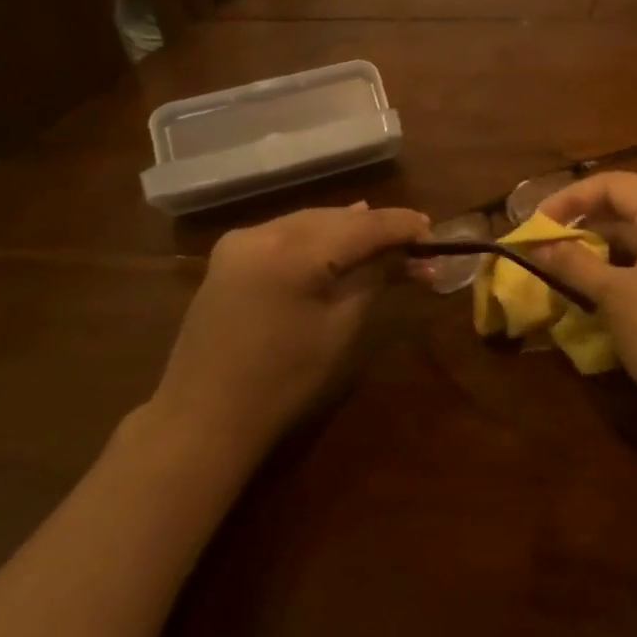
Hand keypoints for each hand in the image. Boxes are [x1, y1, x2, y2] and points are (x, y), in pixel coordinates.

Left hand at [148, 203, 428, 466]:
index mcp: (293, 252)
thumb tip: (402, 254)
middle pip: (336, 218)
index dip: (401, 225)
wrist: (203, 418)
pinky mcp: (229, 256)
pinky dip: (318, 236)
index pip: (362, 226)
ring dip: (348, 230)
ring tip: (386, 241)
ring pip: (311, 221)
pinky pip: (286, 233)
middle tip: (415, 245)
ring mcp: (241, 241)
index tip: (433, 231)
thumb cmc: (282, 381)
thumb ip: (372, 278)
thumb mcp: (341, 327)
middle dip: (376, 228)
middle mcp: (264, 232)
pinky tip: (340, 241)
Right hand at [535, 173, 636, 440]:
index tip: (535, 224)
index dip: (569, 200)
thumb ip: (574, 264)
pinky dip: (630, 263)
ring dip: (606, 246)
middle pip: (631, 204)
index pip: (613, 184)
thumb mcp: (616, 298)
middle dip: (586, 223)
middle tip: (546, 245)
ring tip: (566, 266)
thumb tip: (538, 246)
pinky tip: (602, 286)